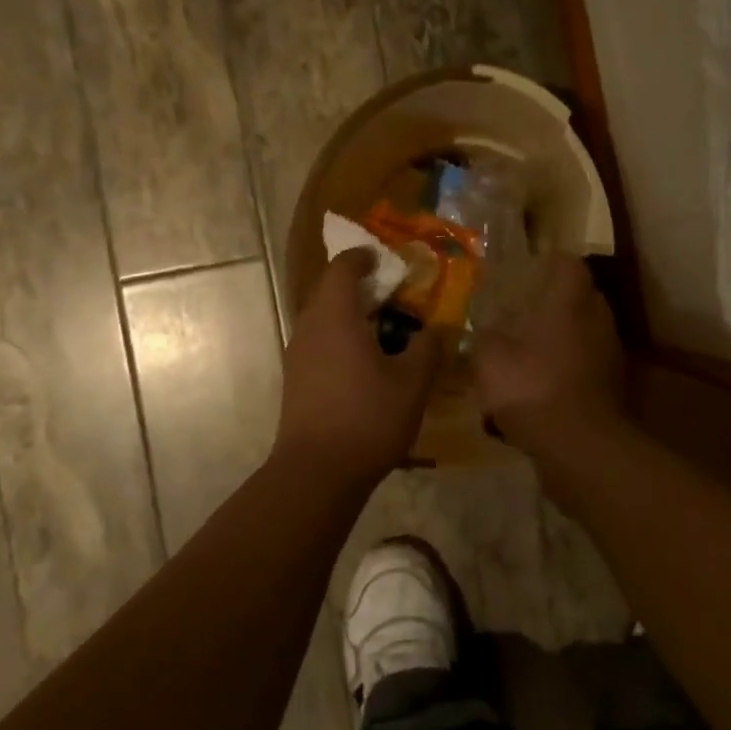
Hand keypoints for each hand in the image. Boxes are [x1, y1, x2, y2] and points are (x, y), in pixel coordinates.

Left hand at [274, 249, 440, 486]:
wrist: (317, 472)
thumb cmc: (367, 418)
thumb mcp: (412, 383)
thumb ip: (428, 347)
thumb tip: (435, 329)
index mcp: (335, 316)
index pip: (343, 267)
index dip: (364, 257)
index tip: (386, 259)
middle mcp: (309, 327)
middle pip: (331, 291)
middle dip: (362, 286)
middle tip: (395, 296)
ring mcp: (297, 354)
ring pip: (324, 319)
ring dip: (351, 315)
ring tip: (386, 331)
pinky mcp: (295, 379)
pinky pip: (320, 342)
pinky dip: (342, 338)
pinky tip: (366, 363)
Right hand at [474, 257, 624, 457]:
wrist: (579, 446)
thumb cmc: (532, 386)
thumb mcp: (489, 357)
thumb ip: (484, 335)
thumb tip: (482, 326)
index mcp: (570, 301)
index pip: (568, 263)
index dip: (548, 263)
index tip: (526, 270)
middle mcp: (596, 318)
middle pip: (579, 296)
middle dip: (553, 301)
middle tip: (521, 310)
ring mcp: (609, 353)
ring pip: (584, 331)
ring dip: (561, 336)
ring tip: (528, 349)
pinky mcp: (611, 385)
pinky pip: (586, 363)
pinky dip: (567, 367)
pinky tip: (541, 384)